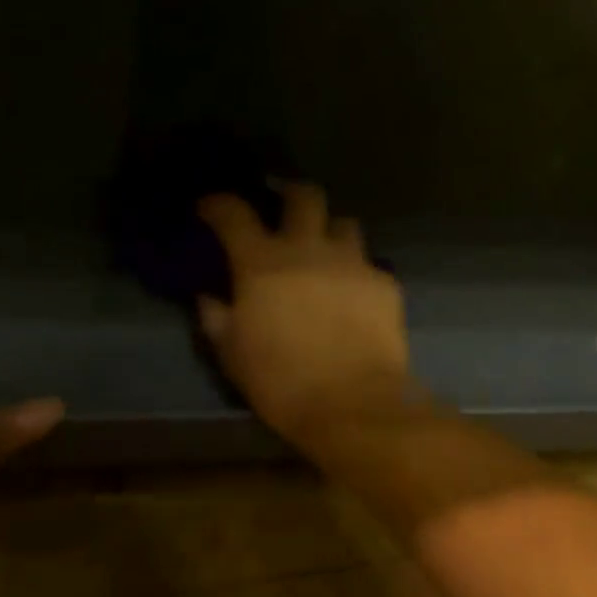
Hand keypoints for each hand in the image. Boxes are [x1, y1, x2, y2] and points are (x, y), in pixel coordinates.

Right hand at [197, 184, 415, 442]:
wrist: (353, 403)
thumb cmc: (282, 382)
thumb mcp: (233, 355)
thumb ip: (218, 318)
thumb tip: (210, 298)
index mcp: (263, 263)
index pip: (234, 213)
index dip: (218, 204)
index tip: (211, 209)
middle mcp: (310, 250)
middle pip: (305, 196)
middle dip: (291, 193)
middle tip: (284, 207)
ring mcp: (353, 263)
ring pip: (345, 224)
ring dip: (331, 233)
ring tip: (326, 253)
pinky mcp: (385, 283)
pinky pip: (370, 265)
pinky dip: (358, 273)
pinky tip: (356, 295)